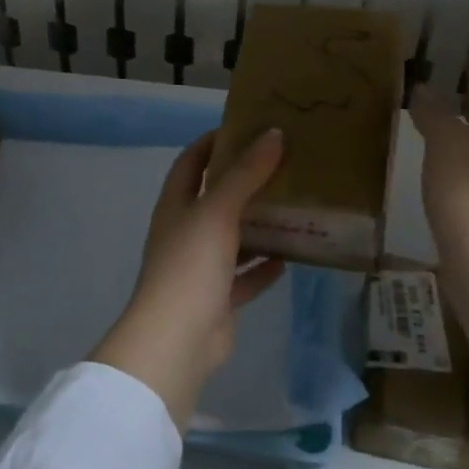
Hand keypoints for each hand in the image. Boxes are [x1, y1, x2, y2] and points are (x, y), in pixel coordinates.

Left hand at [89, 128, 286, 428]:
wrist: (176, 341)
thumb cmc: (190, 265)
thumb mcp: (218, 211)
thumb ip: (246, 174)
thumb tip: (273, 134)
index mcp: (176, 206)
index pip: (191, 162)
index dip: (213, 142)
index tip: (245, 127)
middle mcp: (185, 232)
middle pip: (215, 199)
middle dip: (244, 182)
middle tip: (282, 165)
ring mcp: (199, 268)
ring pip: (232, 238)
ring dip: (257, 225)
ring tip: (292, 207)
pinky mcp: (217, 298)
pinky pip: (244, 276)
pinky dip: (262, 267)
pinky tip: (289, 257)